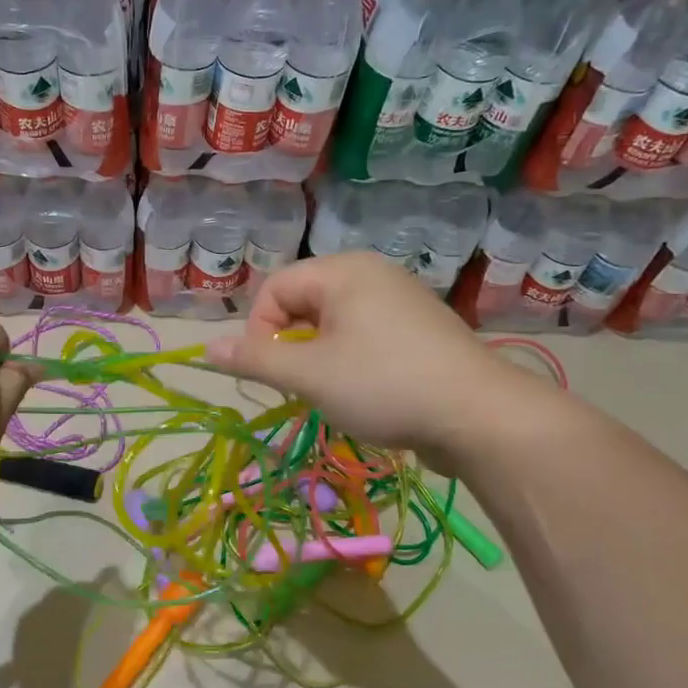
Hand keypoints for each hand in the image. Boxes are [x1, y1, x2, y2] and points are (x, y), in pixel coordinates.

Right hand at [203, 253, 532, 469]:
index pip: (275, 288)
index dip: (259, 330)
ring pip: (333, 323)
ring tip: (332, 391)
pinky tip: (365, 391)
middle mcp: (372, 274)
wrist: (480, 416)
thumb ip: (255, 359)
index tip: (268, 373)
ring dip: (318, 357)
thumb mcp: (309, 374)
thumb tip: (206, 349)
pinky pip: (364, 336)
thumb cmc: (384, 385)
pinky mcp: (419, 330)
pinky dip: (350, 361)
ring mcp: (400, 300)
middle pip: (304, 302)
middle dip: (291, 344)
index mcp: (344, 271)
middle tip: (301, 385)